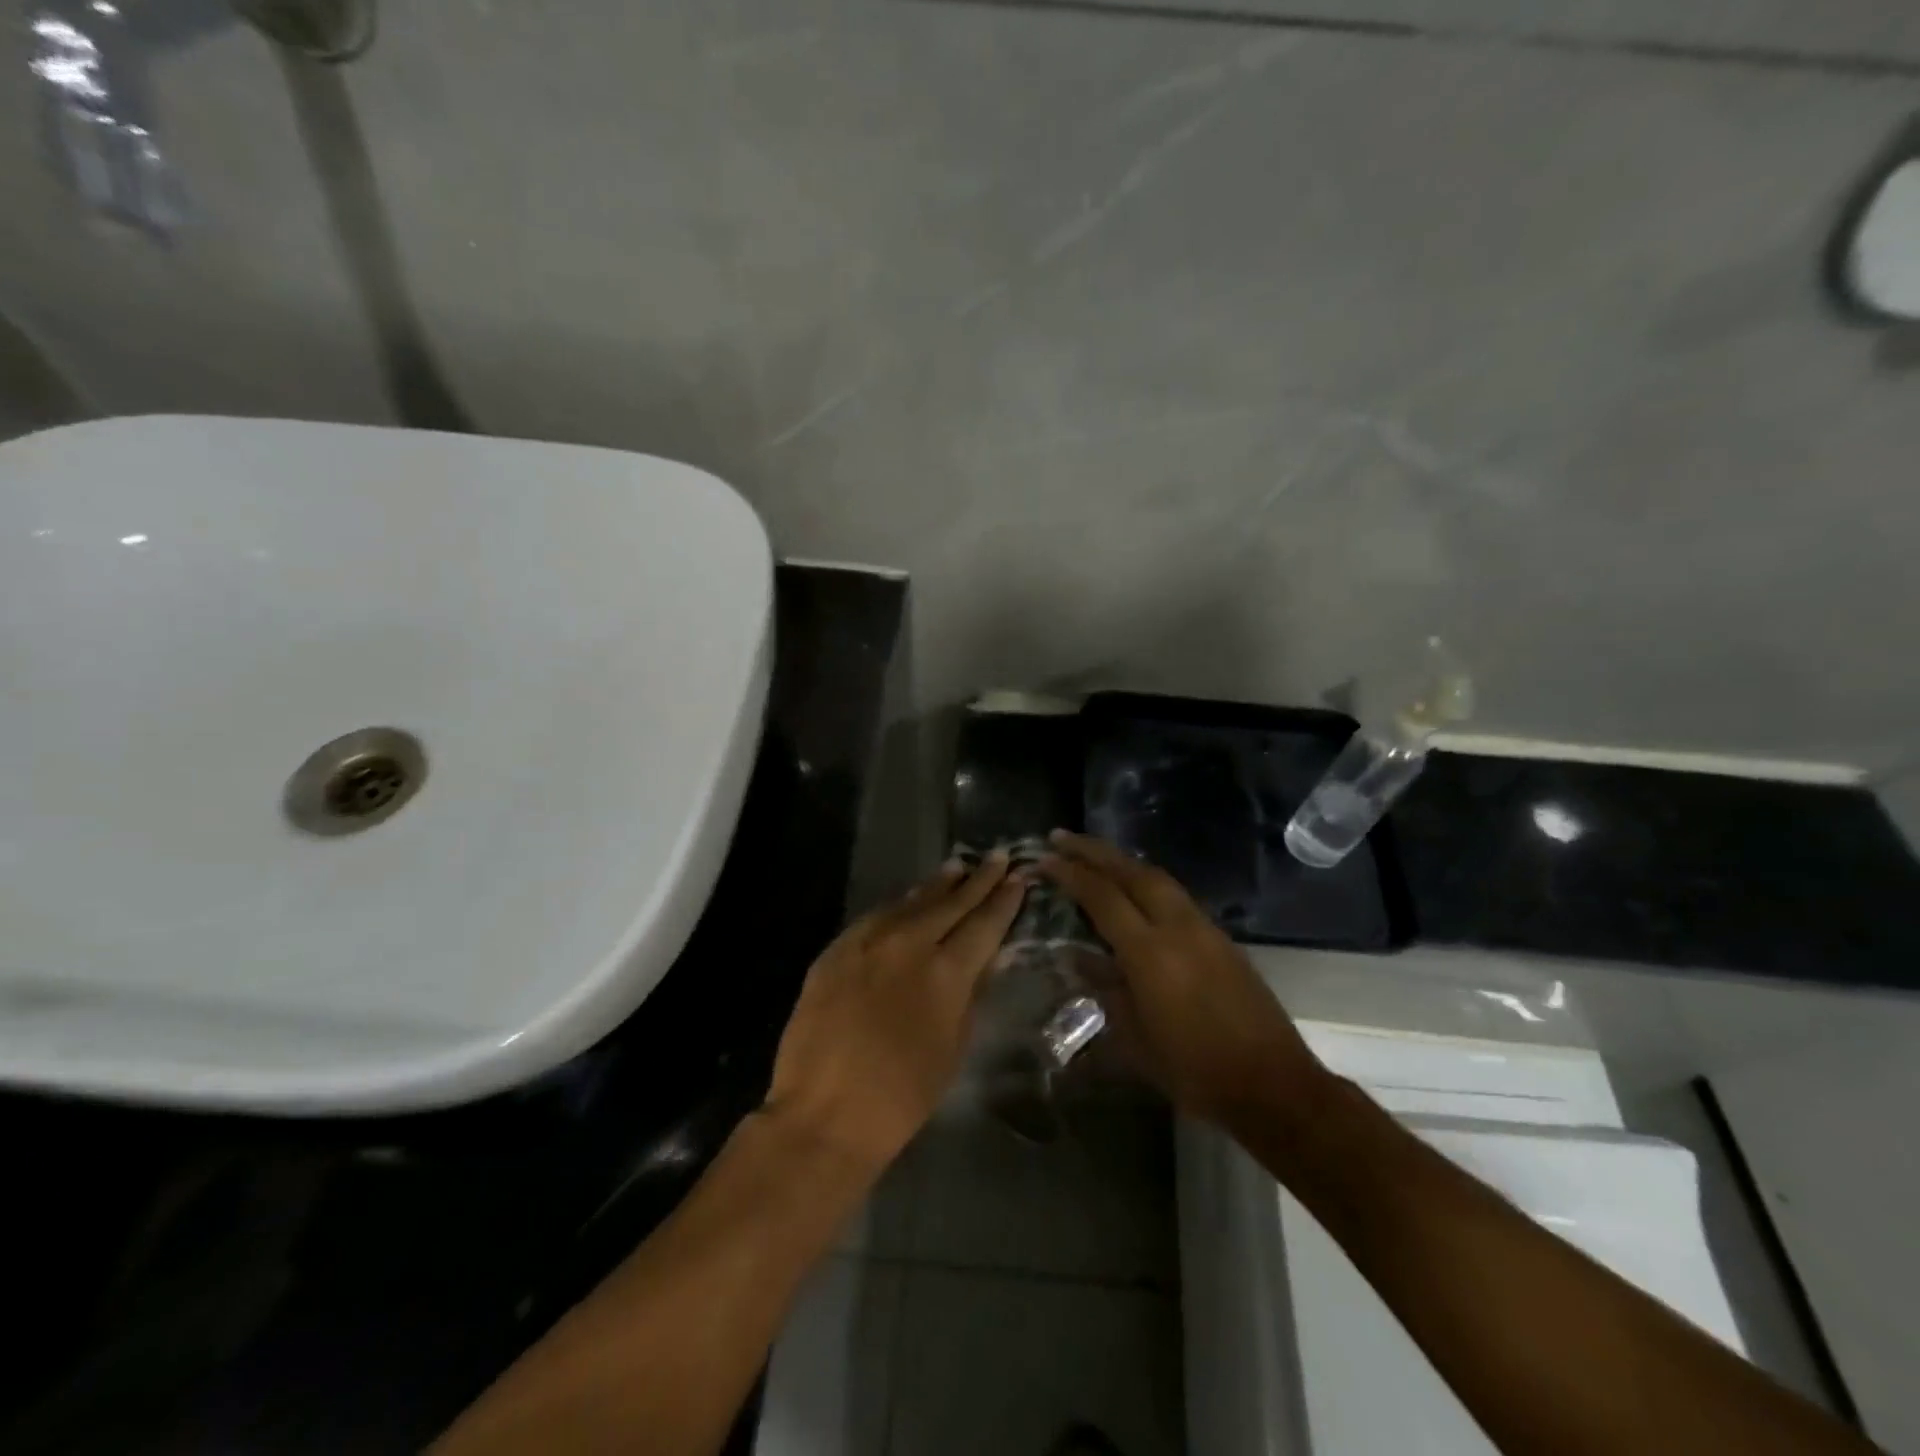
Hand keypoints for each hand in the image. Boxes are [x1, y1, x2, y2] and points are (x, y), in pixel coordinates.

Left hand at [764, 854, 1025, 1171]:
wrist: (824, 1112)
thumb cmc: (902, 1096)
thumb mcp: (953, 1046)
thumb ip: (970, 994)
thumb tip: (987, 957)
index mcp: (946, 972)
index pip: (984, 924)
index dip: (1004, 900)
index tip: (1019, 877)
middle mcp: (909, 943)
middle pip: (951, 902)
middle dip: (978, 879)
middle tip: (997, 856)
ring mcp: (868, 941)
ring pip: (912, 901)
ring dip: (938, 884)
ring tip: (958, 866)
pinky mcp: (837, 948)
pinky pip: (877, 916)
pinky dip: (900, 905)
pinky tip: (909, 899)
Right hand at [1040, 831, 1327, 1127]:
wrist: (1272, 1086)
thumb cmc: (1194, 1071)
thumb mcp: (1135, 1038)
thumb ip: (1105, 988)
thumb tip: (1077, 957)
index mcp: (1150, 952)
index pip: (1102, 896)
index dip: (1070, 873)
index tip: (1044, 858)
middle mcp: (1178, 927)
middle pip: (1132, 871)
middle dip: (1094, 850)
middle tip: (1062, 838)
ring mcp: (1204, 929)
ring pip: (1158, 878)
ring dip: (1122, 862)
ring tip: (1093, 856)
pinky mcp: (1221, 938)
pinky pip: (1175, 895)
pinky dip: (1146, 881)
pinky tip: (1134, 890)